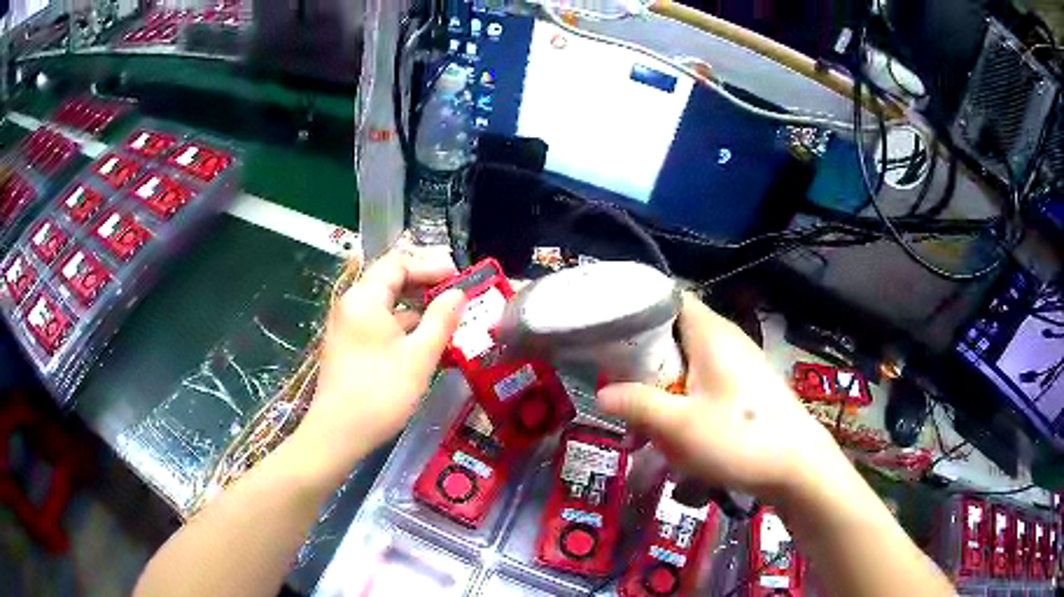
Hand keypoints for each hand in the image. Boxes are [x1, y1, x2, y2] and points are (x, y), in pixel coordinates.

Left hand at [296, 248, 466, 478]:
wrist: (338, 434)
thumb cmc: (380, 393)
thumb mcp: (419, 357)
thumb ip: (441, 320)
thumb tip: (458, 293)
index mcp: (364, 299)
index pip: (397, 263)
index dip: (430, 266)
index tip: (458, 278)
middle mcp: (352, 306)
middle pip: (390, 281)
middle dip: (424, 286)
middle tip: (456, 296)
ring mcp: (347, 328)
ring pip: (385, 306)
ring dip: (416, 310)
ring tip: (447, 321)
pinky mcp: (348, 347)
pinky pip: (378, 326)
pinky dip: (402, 328)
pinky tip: (425, 344)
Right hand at [597, 294, 847, 503]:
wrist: (799, 468)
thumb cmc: (738, 439)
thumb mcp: (678, 426)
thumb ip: (637, 405)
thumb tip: (602, 394)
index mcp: (710, 334)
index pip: (668, 298)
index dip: (637, 310)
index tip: (608, 333)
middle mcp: (727, 340)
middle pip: (675, 336)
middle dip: (645, 365)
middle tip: (620, 394)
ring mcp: (741, 365)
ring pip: (690, 366)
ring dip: (664, 392)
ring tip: (644, 429)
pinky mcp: (748, 389)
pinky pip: (707, 385)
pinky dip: (686, 403)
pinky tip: (678, 438)